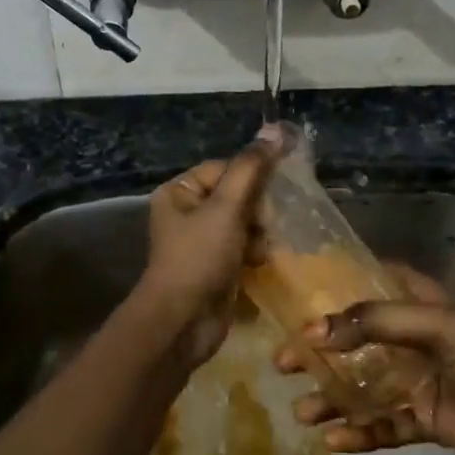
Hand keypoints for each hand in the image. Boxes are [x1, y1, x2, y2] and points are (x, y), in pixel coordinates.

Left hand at [128, 132, 280, 366]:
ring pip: (245, 222)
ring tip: (261, 251)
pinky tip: (261, 264)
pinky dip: (255, 253)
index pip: (226, 168)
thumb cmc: (199, 258)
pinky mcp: (215, 267)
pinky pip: (243, 247)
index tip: (270, 198)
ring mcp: (201, 242)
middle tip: (265, 228)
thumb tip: (275, 131)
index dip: (252, 180)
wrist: (183, 323)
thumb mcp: (226, 208)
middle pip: (237, 195)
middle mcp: (187, 213)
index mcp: (179, 192)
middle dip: (257, 212)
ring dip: (260, 234)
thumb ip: (251, 169)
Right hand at [277, 264, 454, 454]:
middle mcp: (414, 339)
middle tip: (282, 364)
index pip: (373, 282)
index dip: (337, 283)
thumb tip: (312, 331)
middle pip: (357, 341)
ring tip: (302, 412)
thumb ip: (372, 323)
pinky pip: (385, 425)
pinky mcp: (426, 420)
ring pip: (365, 387)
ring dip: (334, 398)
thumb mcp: (434, 325)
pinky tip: (335, 441)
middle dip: (321, 353)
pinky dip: (360, 433)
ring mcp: (419, 380)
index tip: (297, 291)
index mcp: (420, 304)